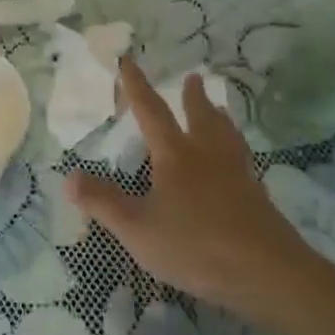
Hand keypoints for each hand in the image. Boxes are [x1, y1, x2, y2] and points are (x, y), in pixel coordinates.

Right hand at [65, 59, 334, 334]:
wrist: (266, 273)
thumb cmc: (194, 245)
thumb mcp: (136, 228)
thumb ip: (102, 202)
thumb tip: (68, 176)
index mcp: (176, 156)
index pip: (152, 112)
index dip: (136, 87)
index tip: (128, 62)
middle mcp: (208, 156)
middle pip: (200, 117)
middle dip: (192, 97)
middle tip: (194, 78)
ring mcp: (237, 175)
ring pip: (227, 136)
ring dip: (219, 118)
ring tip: (219, 109)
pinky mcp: (256, 197)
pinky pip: (242, 160)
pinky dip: (235, 148)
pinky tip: (237, 163)